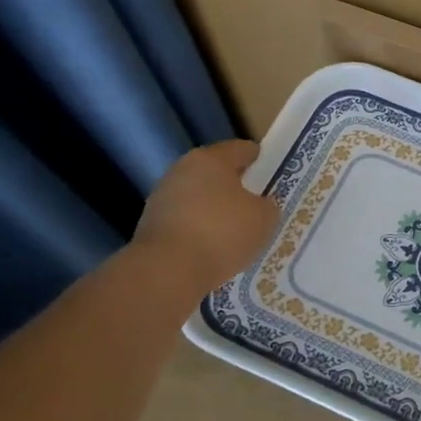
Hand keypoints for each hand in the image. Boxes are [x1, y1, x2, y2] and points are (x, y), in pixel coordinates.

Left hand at [132, 139, 280, 290]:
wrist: (167, 271)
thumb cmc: (222, 232)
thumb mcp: (264, 219)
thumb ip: (267, 206)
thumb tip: (261, 205)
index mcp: (211, 158)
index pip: (241, 149)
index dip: (258, 158)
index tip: (270, 170)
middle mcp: (183, 170)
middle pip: (215, 172)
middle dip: (234, 185)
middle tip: (255, 201)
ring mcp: (163, 197)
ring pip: (198, 198)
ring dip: (214, 209)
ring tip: (235, 229)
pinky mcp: (150, 226)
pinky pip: (185, 222)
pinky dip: (199, 230)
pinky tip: (213, 247)